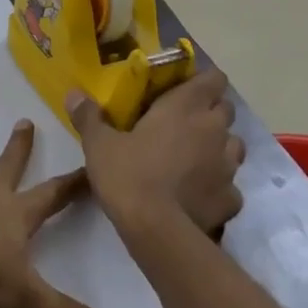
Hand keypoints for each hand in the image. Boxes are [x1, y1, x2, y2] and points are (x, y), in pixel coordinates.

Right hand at [68, 70, 245, 236]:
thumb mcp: (99, 144)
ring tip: (193, 159)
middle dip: (210, 113)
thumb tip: (74, 93)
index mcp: (185, 108)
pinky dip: (217, 186)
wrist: (156, 229)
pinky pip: (230, 186)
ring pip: (233, 146)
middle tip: (183, 124)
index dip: (203, 81)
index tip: (184, 90)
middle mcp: (214, 130)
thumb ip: (89, 117)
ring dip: (218, 148)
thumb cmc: (128, 175)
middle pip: (226, 109)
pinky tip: (198, 195)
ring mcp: (228, 166)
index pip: (213, 78)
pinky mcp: (232, 198)